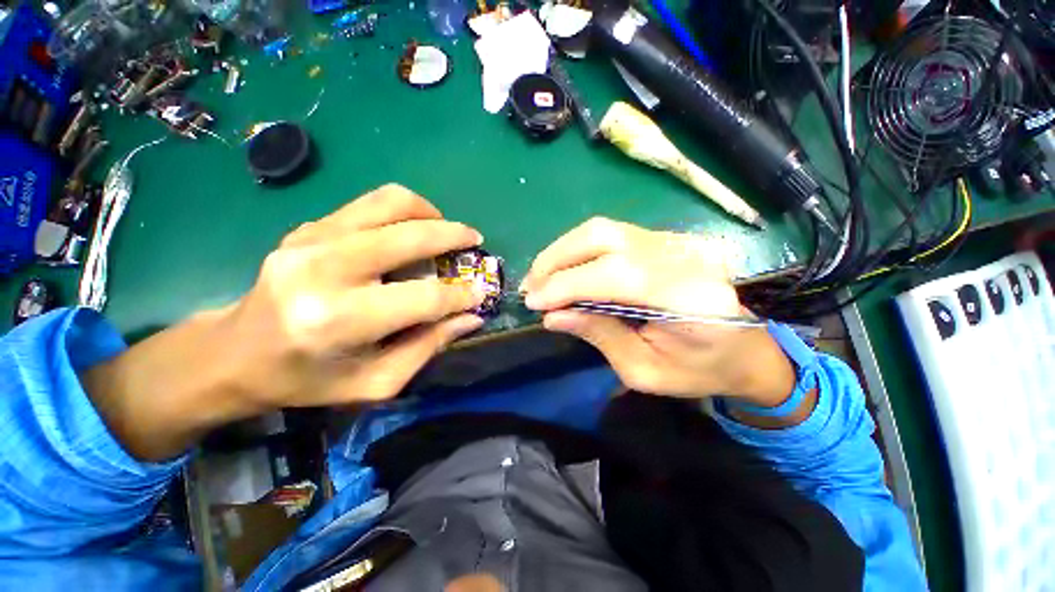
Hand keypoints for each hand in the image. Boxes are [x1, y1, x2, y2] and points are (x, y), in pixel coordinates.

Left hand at [84, 185, 486, 459]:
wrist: (235, 353)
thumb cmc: (308, 379)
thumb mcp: (375, 382)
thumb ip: (428, 346)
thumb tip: (471, 317)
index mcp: (339, 321)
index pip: (423, 298)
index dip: (461, 295)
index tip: (480, 293)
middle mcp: (323, 271)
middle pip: (409, 237)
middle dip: (453, 235)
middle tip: (474, 240)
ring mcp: (310, 240)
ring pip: (389, 202)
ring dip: (429, 212)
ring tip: (445, 228)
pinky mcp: (308, 227)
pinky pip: (369, 203)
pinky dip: (403, 209)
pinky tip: (412, 229)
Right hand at [520, 217, 794, 404]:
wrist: (745, 349)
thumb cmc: (698, 371)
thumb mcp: (643, 371)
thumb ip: (599, 336)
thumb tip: (552, 316)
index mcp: (689, 298)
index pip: (614, 275)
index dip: (566, 285)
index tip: (533, 302)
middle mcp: (684, 256)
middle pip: (605, 237)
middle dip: (556, 259)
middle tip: (531, 286)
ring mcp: (677, 241)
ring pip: (604, 229)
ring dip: (563, 252)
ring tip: (542, 278)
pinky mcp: (667, 238)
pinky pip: (612, 234)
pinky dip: (579, 250)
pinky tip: (566, 269)